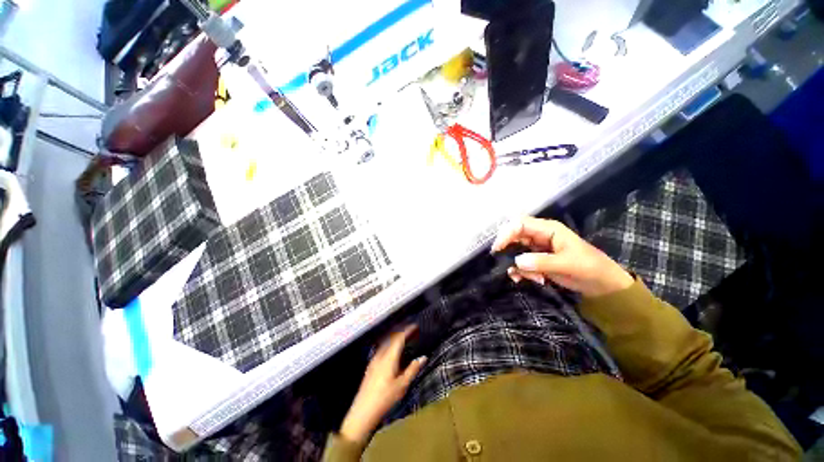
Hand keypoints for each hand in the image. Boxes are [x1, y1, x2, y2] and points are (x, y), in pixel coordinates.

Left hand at [340, 326, 425, 444]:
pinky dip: (389, 343)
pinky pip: (382, 347)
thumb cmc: (385, 398)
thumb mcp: (402, 385)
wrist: (363, 411)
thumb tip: (423, 357)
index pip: (399, 338)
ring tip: (404, 337)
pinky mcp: (371, 365)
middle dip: (402, 332)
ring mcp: (374, 359)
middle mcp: (380, 355)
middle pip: (391, 338)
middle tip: (411, 330)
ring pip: (386, 342)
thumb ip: (413, 369)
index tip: (415, 326)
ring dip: (395, 337)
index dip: (407, 331)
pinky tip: (392, 349)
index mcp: (389, 357)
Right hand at [491, 217, 633, 297]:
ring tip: (529, 278)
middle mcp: (539, 235)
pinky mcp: (536, 260)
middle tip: (508, 265)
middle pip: (514, 236)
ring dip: (516, 265)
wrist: (602, 285)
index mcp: (548, 229)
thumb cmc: (589, 268)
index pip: (520, 224)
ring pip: (515, 251)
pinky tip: (530, 280)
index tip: (498, 249)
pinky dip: (520, 271)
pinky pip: (520, 262)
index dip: (506, 234)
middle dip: (509, 251)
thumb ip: (542, 262)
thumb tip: (516, 262)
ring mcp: (537, 248)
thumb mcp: (568, 264)